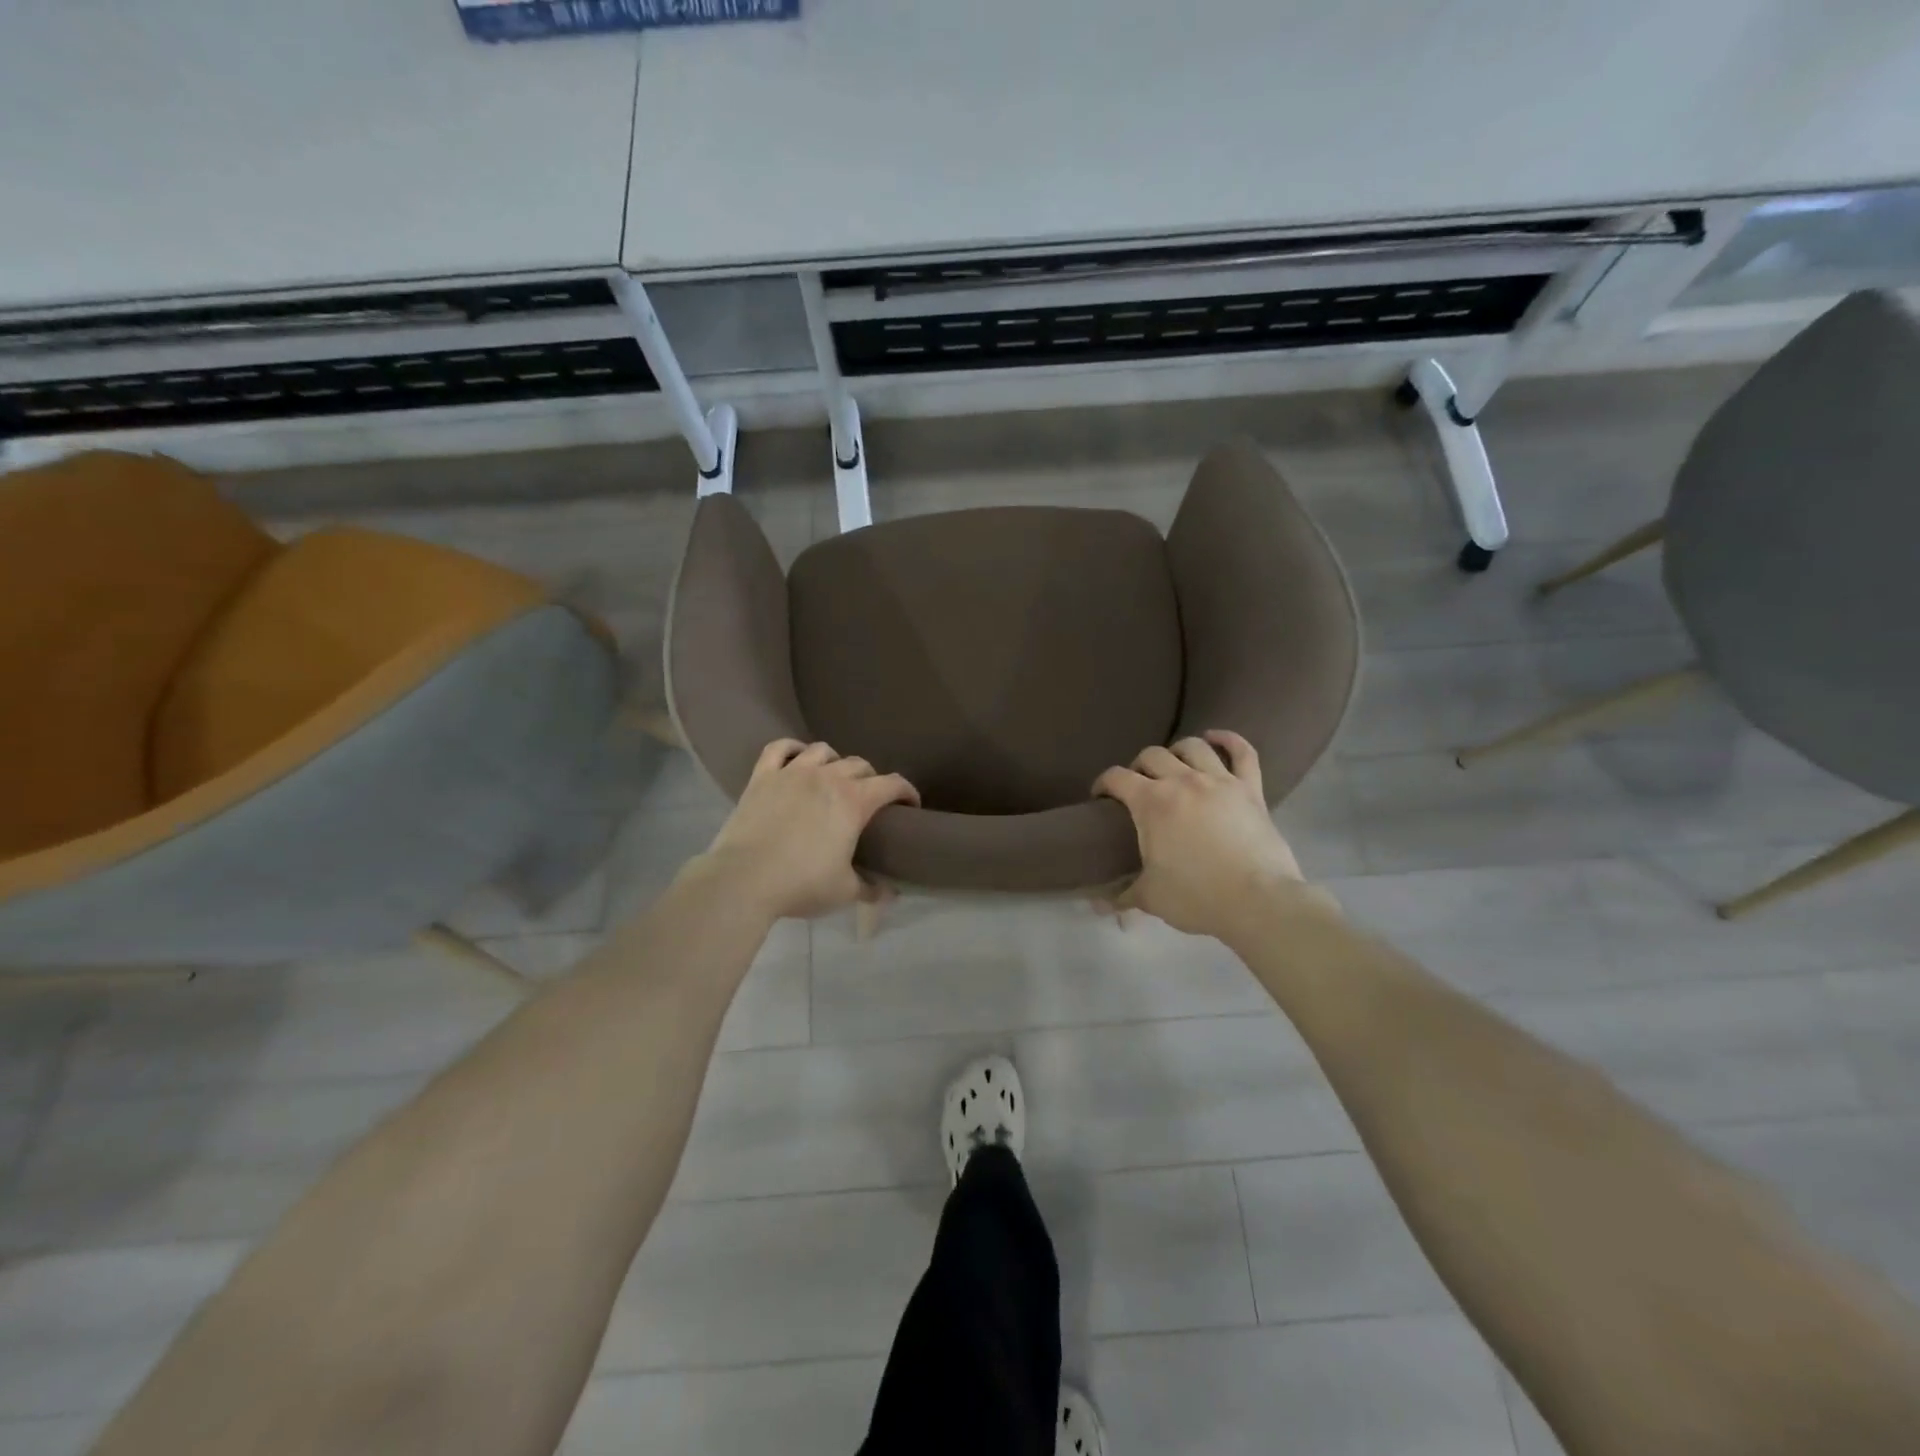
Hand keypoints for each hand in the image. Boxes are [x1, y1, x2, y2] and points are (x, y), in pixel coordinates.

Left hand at [696, 739, 918, 920]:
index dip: (906, 792)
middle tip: (869, 801)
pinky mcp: (762, 777)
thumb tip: (890, 893)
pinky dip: (792, 748)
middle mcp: (827, 778)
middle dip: (871, 779)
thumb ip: (871, 889)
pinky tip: (796, 758)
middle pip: (860, 765)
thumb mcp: (844, 892)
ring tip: (833, 778)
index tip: (910, 805)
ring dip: (835, 762)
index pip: (892, 784)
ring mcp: (792, 772)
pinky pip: (779, 748)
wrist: (744, 880)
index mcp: (854, 801)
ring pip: (823, 751)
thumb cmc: (801, 884)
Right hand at [1094, 730, 1327, 938]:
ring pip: (1193, 747)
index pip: (1117, 777)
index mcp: (1152, 802)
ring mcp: (1220, 781)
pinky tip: (1216, 738)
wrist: (1258, 902)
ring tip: (1173, 762)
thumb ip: (1122, 896)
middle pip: (1152, 755)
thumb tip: (1097, 906)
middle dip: (1138, 766)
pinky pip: (1242, 753)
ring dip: (1177, 750)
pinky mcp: (1250, 789)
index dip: (1103, 783)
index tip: (1100, 797)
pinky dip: (1229, 740)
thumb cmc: (1197, 897)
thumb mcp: (1150, 897)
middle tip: (1137, 786)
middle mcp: (1182, 781)